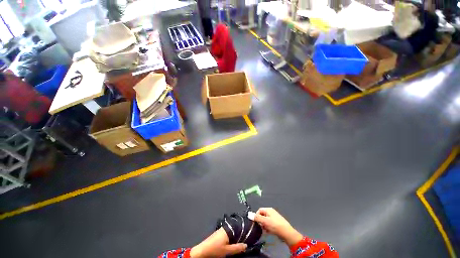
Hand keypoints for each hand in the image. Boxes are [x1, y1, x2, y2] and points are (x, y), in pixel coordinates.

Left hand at [190, 228, 246, 257]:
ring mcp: (221, 231)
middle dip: (240, 233)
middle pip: (235, 229)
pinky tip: (234, 242)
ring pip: (231, 232)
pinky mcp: (218, 234)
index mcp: (227, 230)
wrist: (203, 251)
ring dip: (236, 236)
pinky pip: (228, 234)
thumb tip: (246, 245)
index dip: (244, 229)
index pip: (238, 227)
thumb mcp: (227, 251)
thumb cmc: (215, 249)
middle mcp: (225, 228)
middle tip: (247, 238)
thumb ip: (237, 248)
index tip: (250, 232)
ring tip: (242, 240)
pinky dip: (232, 237)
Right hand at [254, 208, 302, 245]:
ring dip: (264, 225)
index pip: (259, 210)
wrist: (286, 233)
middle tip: (261, 227)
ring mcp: (274, 217)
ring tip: (265, 230)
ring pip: (266, 220)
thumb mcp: (264, 221)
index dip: (256, 216)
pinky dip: (268, 227)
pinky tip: (269, 232)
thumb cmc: (275, 225)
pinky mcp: (277, 223)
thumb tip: (249, 214)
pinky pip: (270, 224)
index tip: (256, 223)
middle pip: (262, 215)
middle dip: (260, 221)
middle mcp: (271, 212)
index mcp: (268, 209)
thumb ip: (257, 218)